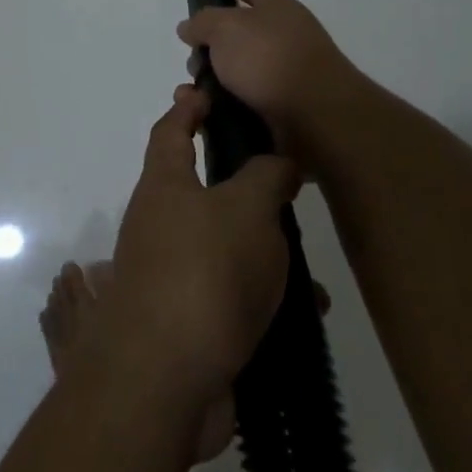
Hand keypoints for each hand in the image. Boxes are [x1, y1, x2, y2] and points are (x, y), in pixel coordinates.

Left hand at [96, 85, 300, 403]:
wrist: (163, 382)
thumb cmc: (203, 273)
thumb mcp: (247, 209)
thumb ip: (267, 176)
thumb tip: (278, 162)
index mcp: (165, 187)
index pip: (170, 131)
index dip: (188, 107)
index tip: (205, 89)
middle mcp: (160, 226)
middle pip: (201, 190)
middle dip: (243, 184)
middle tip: (284, 177)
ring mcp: (172, 276)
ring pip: (227, 247)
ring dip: (267, 250)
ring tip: (311, 261)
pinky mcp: (190, 322)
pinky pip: (235, 296)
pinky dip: (268, 298)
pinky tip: (307, 312)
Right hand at [177, 0, 363, 157]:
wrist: (315, 114)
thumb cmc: (269, 58)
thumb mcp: (225, 29)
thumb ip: (202, 23)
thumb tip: (189, 27)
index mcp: (278, 7)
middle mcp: (286, 35)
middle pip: (242, 32)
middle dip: (213, 41)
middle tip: (192, 52)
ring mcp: (286, 72)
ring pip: (240, 69)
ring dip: (214, 77)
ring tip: (192, 89)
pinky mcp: (283, 105)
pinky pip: (245, 99)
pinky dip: (224, 103)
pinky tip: (206, 110)